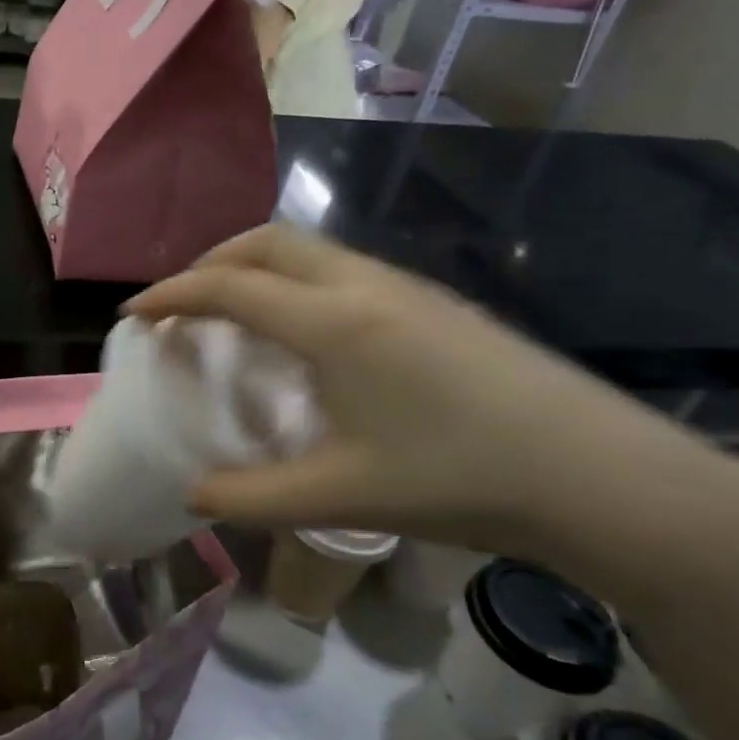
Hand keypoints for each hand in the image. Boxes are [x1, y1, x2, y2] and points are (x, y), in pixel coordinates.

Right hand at [126, 226, 738, 592]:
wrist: (604, 477)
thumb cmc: (461, 480)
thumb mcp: (340, 497)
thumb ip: (251, 497)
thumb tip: (192, 493)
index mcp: (333, 323)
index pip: (228, 288)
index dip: (170, 296)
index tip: (134, 315)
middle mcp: (364, 286)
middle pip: (266, 243)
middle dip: (210, 263)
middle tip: (182, 306)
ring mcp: (406, 289)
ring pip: (308, 250)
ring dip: (255, 268)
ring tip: (234, 317)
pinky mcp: (434, 304)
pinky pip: (340, 270)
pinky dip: (295, 282)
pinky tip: (305, 337)